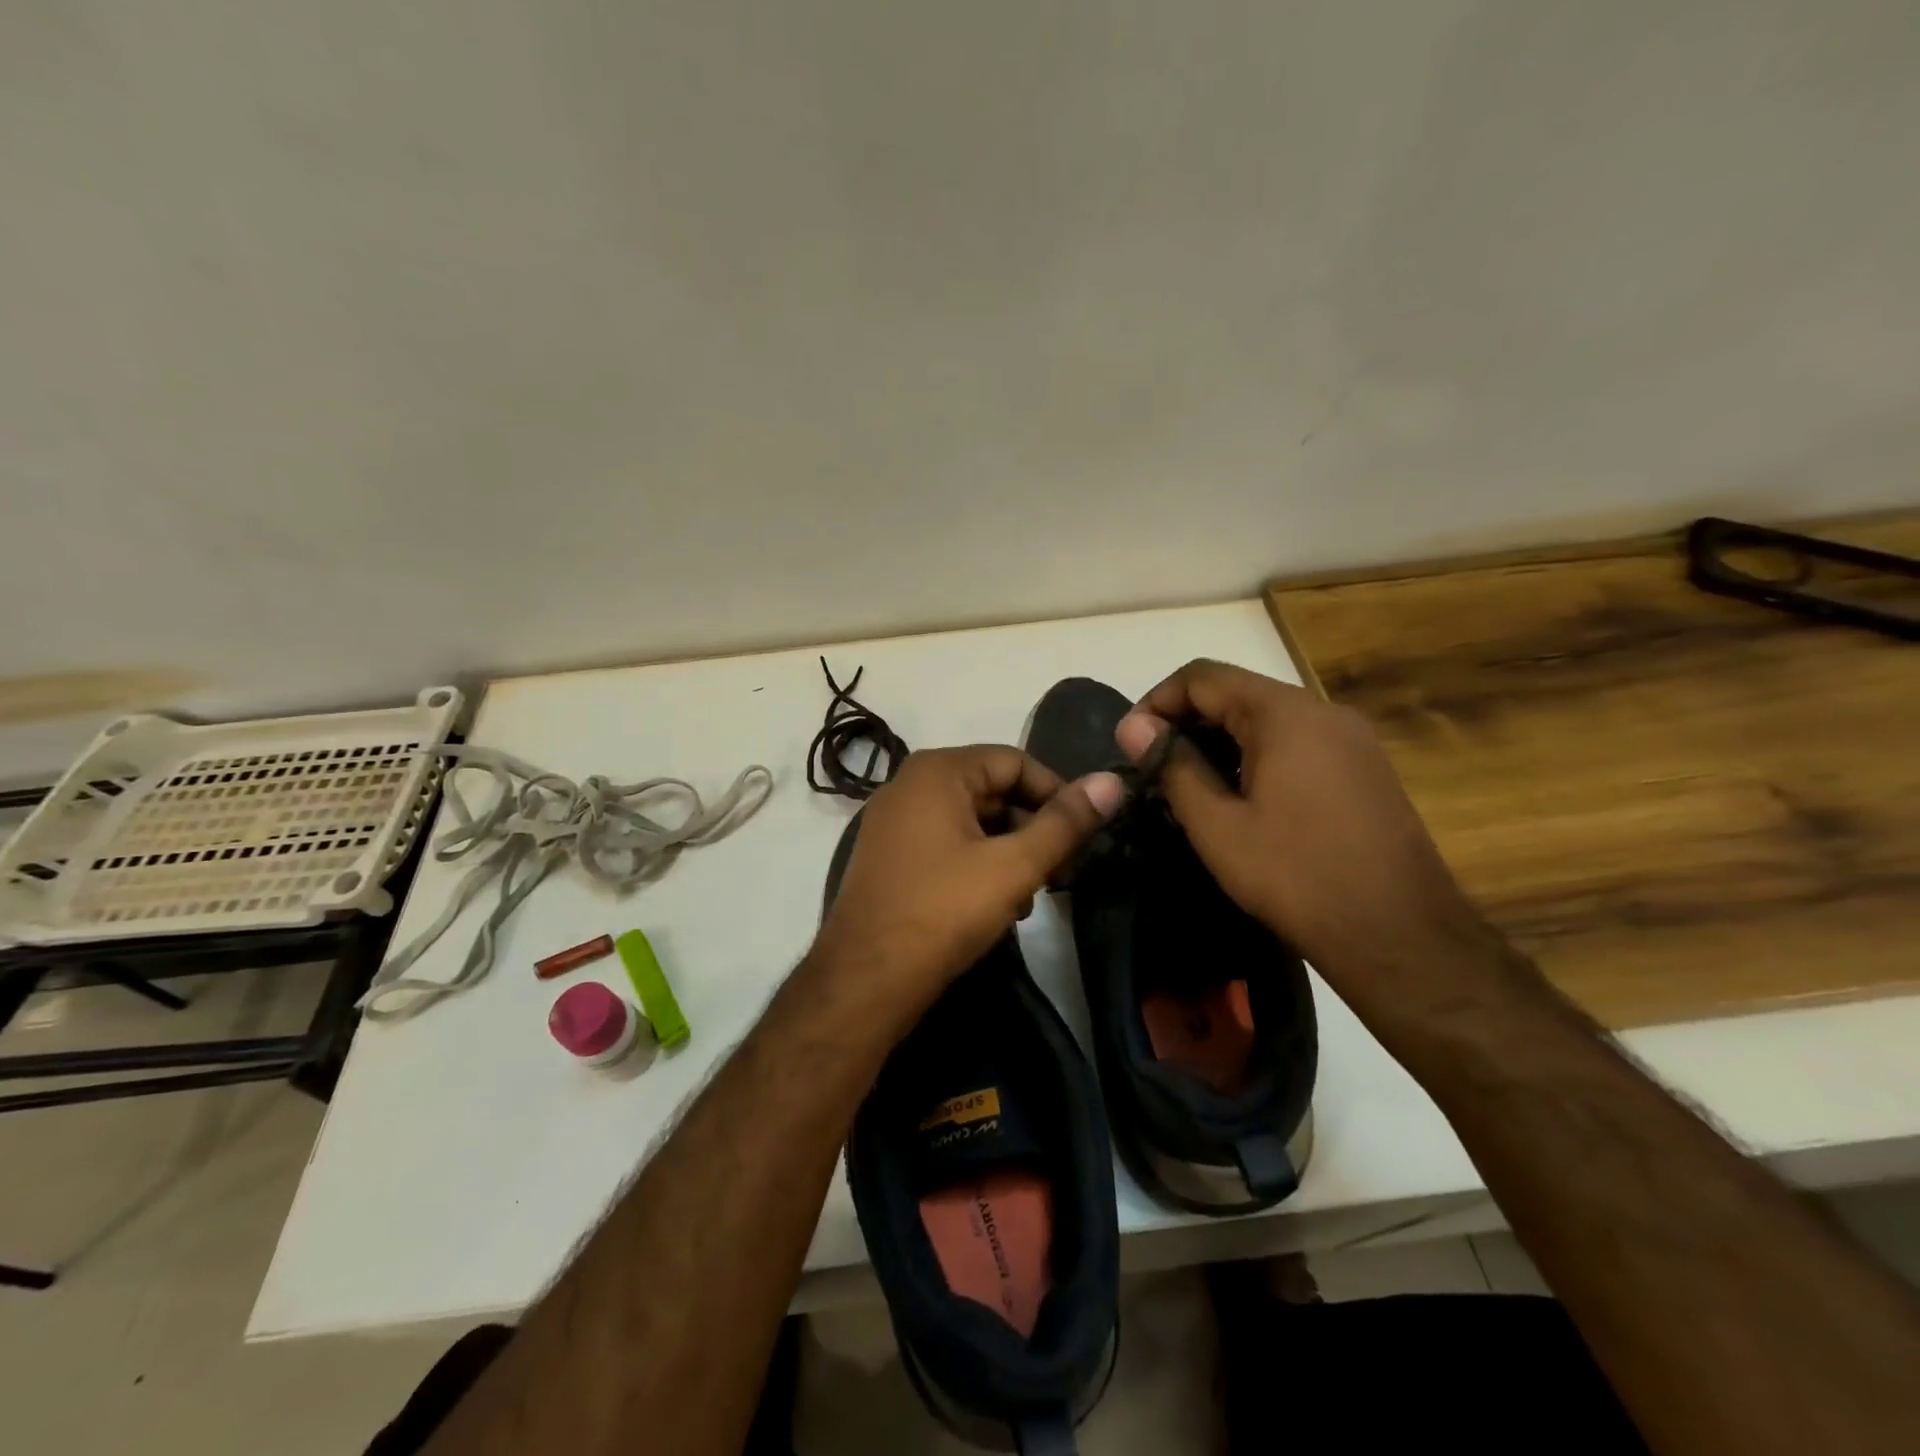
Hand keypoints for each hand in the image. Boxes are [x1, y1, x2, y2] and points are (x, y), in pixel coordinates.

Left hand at [812, 747, 1123, 1023]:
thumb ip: (1065, 822)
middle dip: (1033, 828)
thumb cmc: (943, 911)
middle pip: (992, 790)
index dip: (1057, 793)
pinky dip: (978, 865)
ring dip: (1009, 852)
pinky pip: (947, 844)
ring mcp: (894, 823)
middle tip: (1063, 872)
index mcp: (937, 771)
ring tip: (1033, 896)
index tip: (1084, 835)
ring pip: (971, 822)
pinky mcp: (890, 857)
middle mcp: (909, 785)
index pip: (1015, 761)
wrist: (865, 981)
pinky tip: (998, 906)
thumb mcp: (1014, 866)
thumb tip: (1112, 781)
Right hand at [1116, 660, 1482, 1009]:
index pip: (1202, 676)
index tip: (1131, 744)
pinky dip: (1256, 754)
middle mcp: (1322, 711)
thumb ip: (1173, 767)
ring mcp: (1350, 738)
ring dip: (1220, 739)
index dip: (1156, 701)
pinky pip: (1296, 741)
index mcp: (1284, 714)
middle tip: (1153, 767)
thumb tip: (1134, 727)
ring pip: (1267, 718)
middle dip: (1186, 721)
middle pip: (1236, 692)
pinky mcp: (1363, 767)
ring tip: (1189, 784)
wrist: (1400, 935)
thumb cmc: (1296, 877)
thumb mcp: (1218, 826)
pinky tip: (1241, 798)